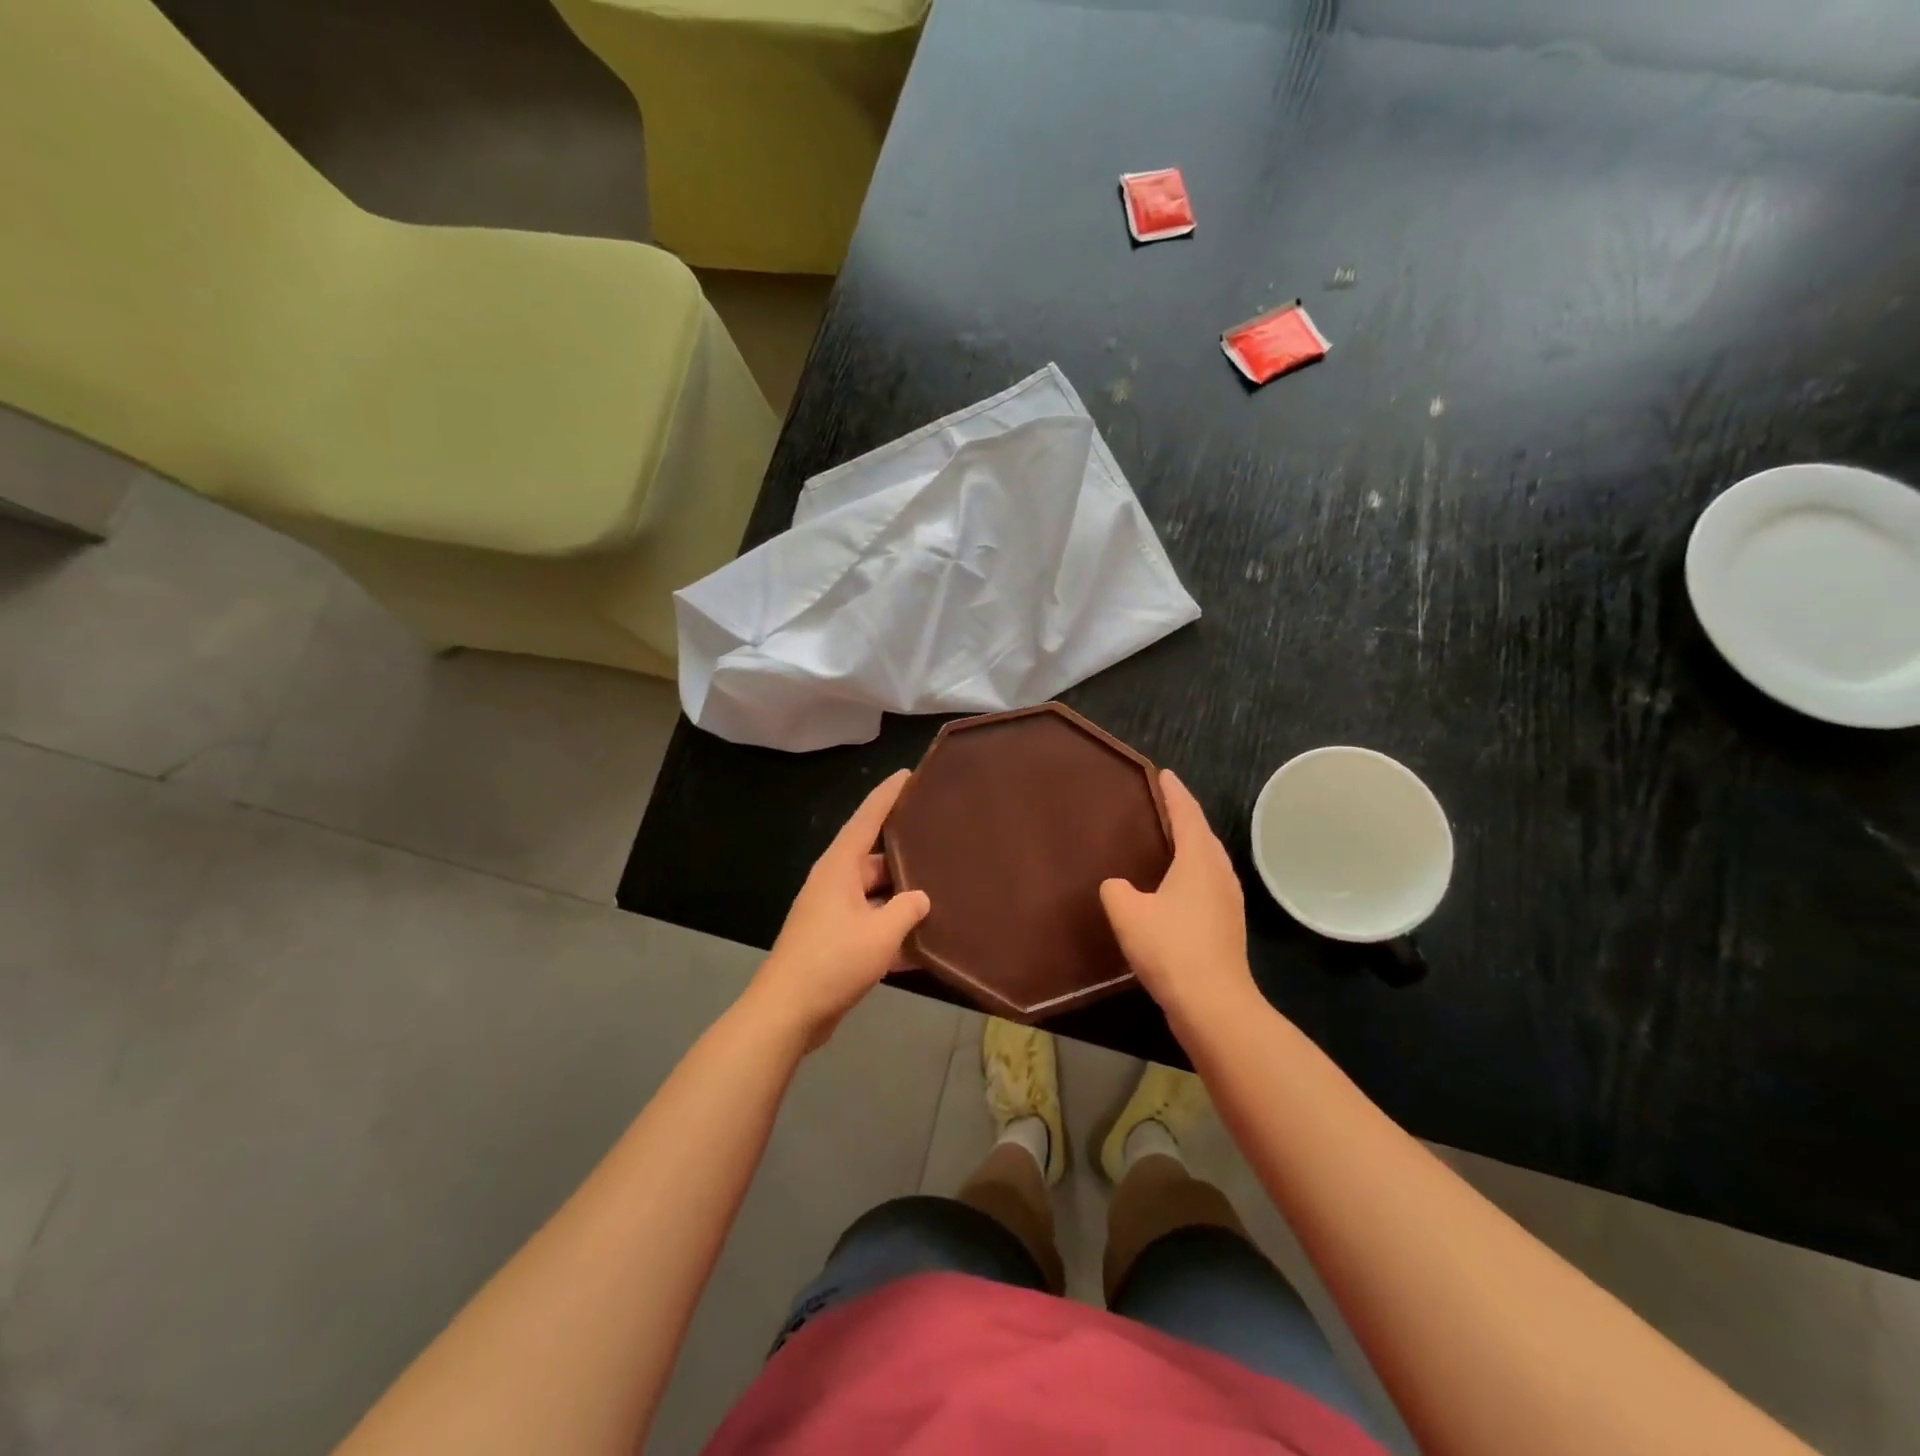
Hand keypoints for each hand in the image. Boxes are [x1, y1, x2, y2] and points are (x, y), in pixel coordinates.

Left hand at [751, 770, 930, 1049]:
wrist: (787, 1013)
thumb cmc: (833, 960)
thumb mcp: (881, 933)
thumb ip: (908, 909)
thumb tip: (921, 898)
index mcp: (840, 868)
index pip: (867, 819)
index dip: (888, 795)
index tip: (908, 775)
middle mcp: (834, 883)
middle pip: (876, 859)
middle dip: (907, 855)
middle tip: (942, 844)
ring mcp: (833, 914)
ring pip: (876, 895)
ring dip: (903, 899)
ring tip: (943, 892)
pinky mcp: (835, 942)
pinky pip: (871, 925)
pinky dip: (893, 932)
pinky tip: (924, 945)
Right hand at [1100, 769, 1257, 1032]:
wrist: (1213, 1005)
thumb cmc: (1170, 948)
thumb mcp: (1128, 912)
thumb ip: (1116, 890)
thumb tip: (1118, 886)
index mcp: (1199, 860)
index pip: (1187, 814)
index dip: (1174, 792)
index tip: (1164, 774)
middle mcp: (1220, 874)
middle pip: (1203, 835)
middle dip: (1185, 816)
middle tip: (1163, 804)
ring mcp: (1228, 902)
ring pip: (1208, 861)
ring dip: (1191, 846)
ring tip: (1168, 840)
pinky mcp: (1227, 927)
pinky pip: (1207, 884)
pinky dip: (1192, 873)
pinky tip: (1175, 887)